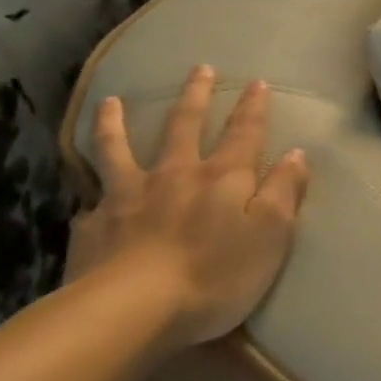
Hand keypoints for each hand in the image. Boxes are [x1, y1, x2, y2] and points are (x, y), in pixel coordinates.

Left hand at [76, 66, 309, 347]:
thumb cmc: (215, 275)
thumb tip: (296, 154)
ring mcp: (128, 195)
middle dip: (196, 95)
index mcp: (223, 177)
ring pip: (120, 148)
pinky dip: (88, 188)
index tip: (257, 82)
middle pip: (185, 125)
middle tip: (200, 69)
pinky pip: (90, 198)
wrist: (131, 311)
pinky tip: (85, 192)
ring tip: (112, 101)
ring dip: (118, 122)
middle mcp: (176, 174)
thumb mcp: (271, 235)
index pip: (244, 132)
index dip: (253, 107)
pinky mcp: (94, 224)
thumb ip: (284, 191)